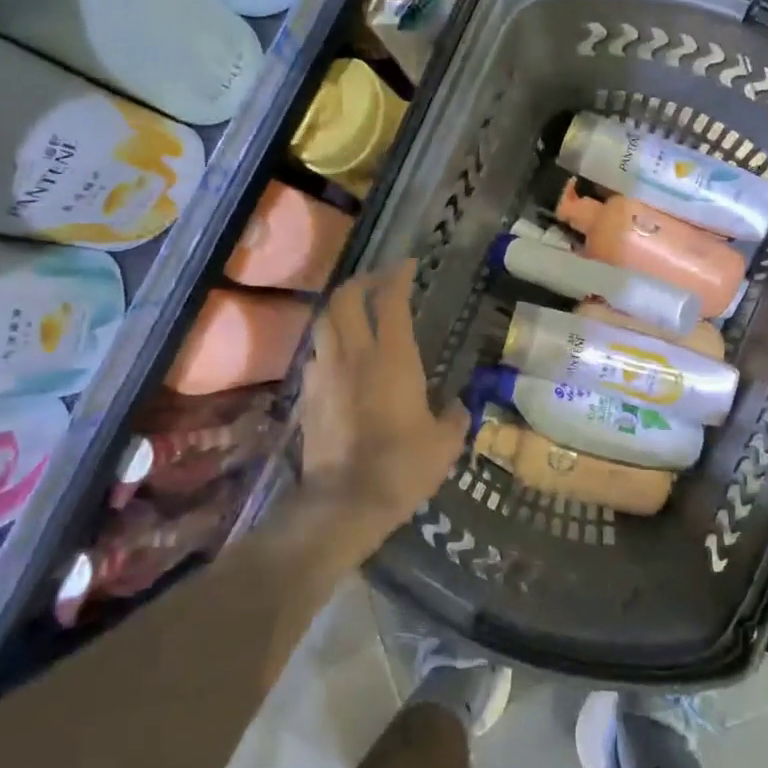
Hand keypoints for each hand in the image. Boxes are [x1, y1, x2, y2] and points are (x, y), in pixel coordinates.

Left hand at [291, 260, 468, 565]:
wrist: (345, 501)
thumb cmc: (404, 466)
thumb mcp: (445, 443)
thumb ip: (455, 417)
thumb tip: (460, 406)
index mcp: (392, 358)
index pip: (391, 301)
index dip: (398, 276)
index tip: (407, 265)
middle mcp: (353, 355)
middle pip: (345, 300)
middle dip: (361, 282)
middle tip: (378, 282)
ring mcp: (324, 374)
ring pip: (324, 324)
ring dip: (339, 311)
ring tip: (355, 315)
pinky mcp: (307, 397)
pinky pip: (315, 356)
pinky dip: (328, 346)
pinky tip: (339, 360)